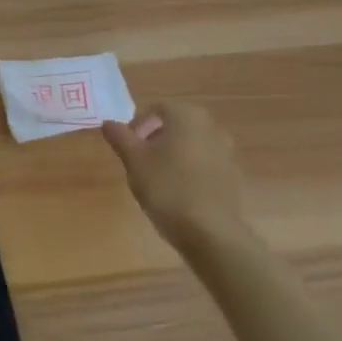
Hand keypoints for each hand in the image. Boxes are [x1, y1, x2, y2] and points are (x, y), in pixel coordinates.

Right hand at [102, 101, 255, 256]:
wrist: (210, 231)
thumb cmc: (167, 187)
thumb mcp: (134, 160)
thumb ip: (120, 137)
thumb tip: (108, 123)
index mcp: (187, 116)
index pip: (157, 108)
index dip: (138, 125)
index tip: (127, 147)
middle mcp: (212, 126)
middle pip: (176, 125)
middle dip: (155, 139)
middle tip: (139, 161)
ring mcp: (227, 151)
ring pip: (191, 144)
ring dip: (173, 154)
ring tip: (157, 178)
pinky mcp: (233, 175)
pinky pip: (205, 163)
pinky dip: (189, 170)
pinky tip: (178, 192)